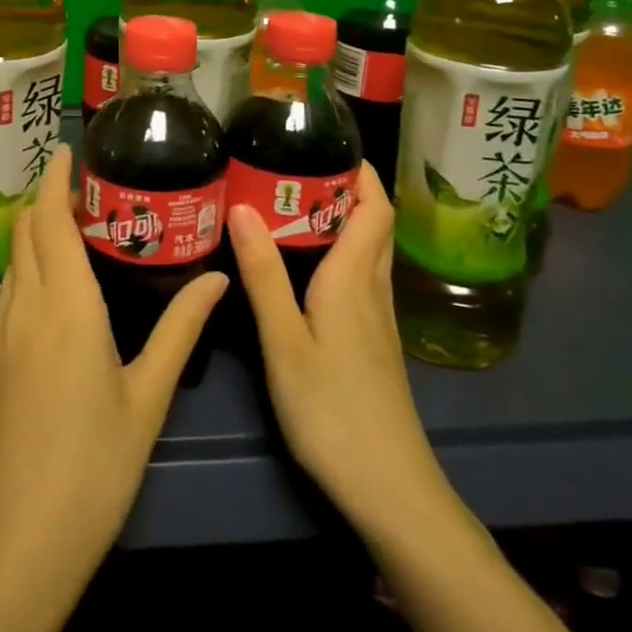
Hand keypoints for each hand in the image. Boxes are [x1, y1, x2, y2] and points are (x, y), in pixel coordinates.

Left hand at [0, 145, 227, 592]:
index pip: (49, 219)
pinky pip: (6, 292)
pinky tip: (53, 289)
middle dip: (47, 199)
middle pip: (25, 230)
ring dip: (35, 233)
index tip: (68, 152)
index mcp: (65, 305)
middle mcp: (24, 305)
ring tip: (72, 230)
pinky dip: (27, 268)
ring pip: (13, 260)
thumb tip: (218, 277)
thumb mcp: (148, 395)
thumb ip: (182, 328)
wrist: (19, 539)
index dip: (56, 180)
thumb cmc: (95, 465)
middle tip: (84, 191)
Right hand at [227, 163, 446, 533]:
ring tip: (292, 207)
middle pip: (374, 224)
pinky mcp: (375, 344)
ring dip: (342, 220)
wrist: (389, 488)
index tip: (326, 143)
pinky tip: (307, 268)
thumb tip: (242, 207)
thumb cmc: (332, 410)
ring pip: (369, 252)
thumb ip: (264, 274)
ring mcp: (379, 320)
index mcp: (354, 278)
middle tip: (293, 170)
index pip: (373, 207)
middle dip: (344, 188)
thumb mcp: (285, 341)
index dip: (360, 171)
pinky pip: (362, 278)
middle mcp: (373, 290)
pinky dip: (340, 254)